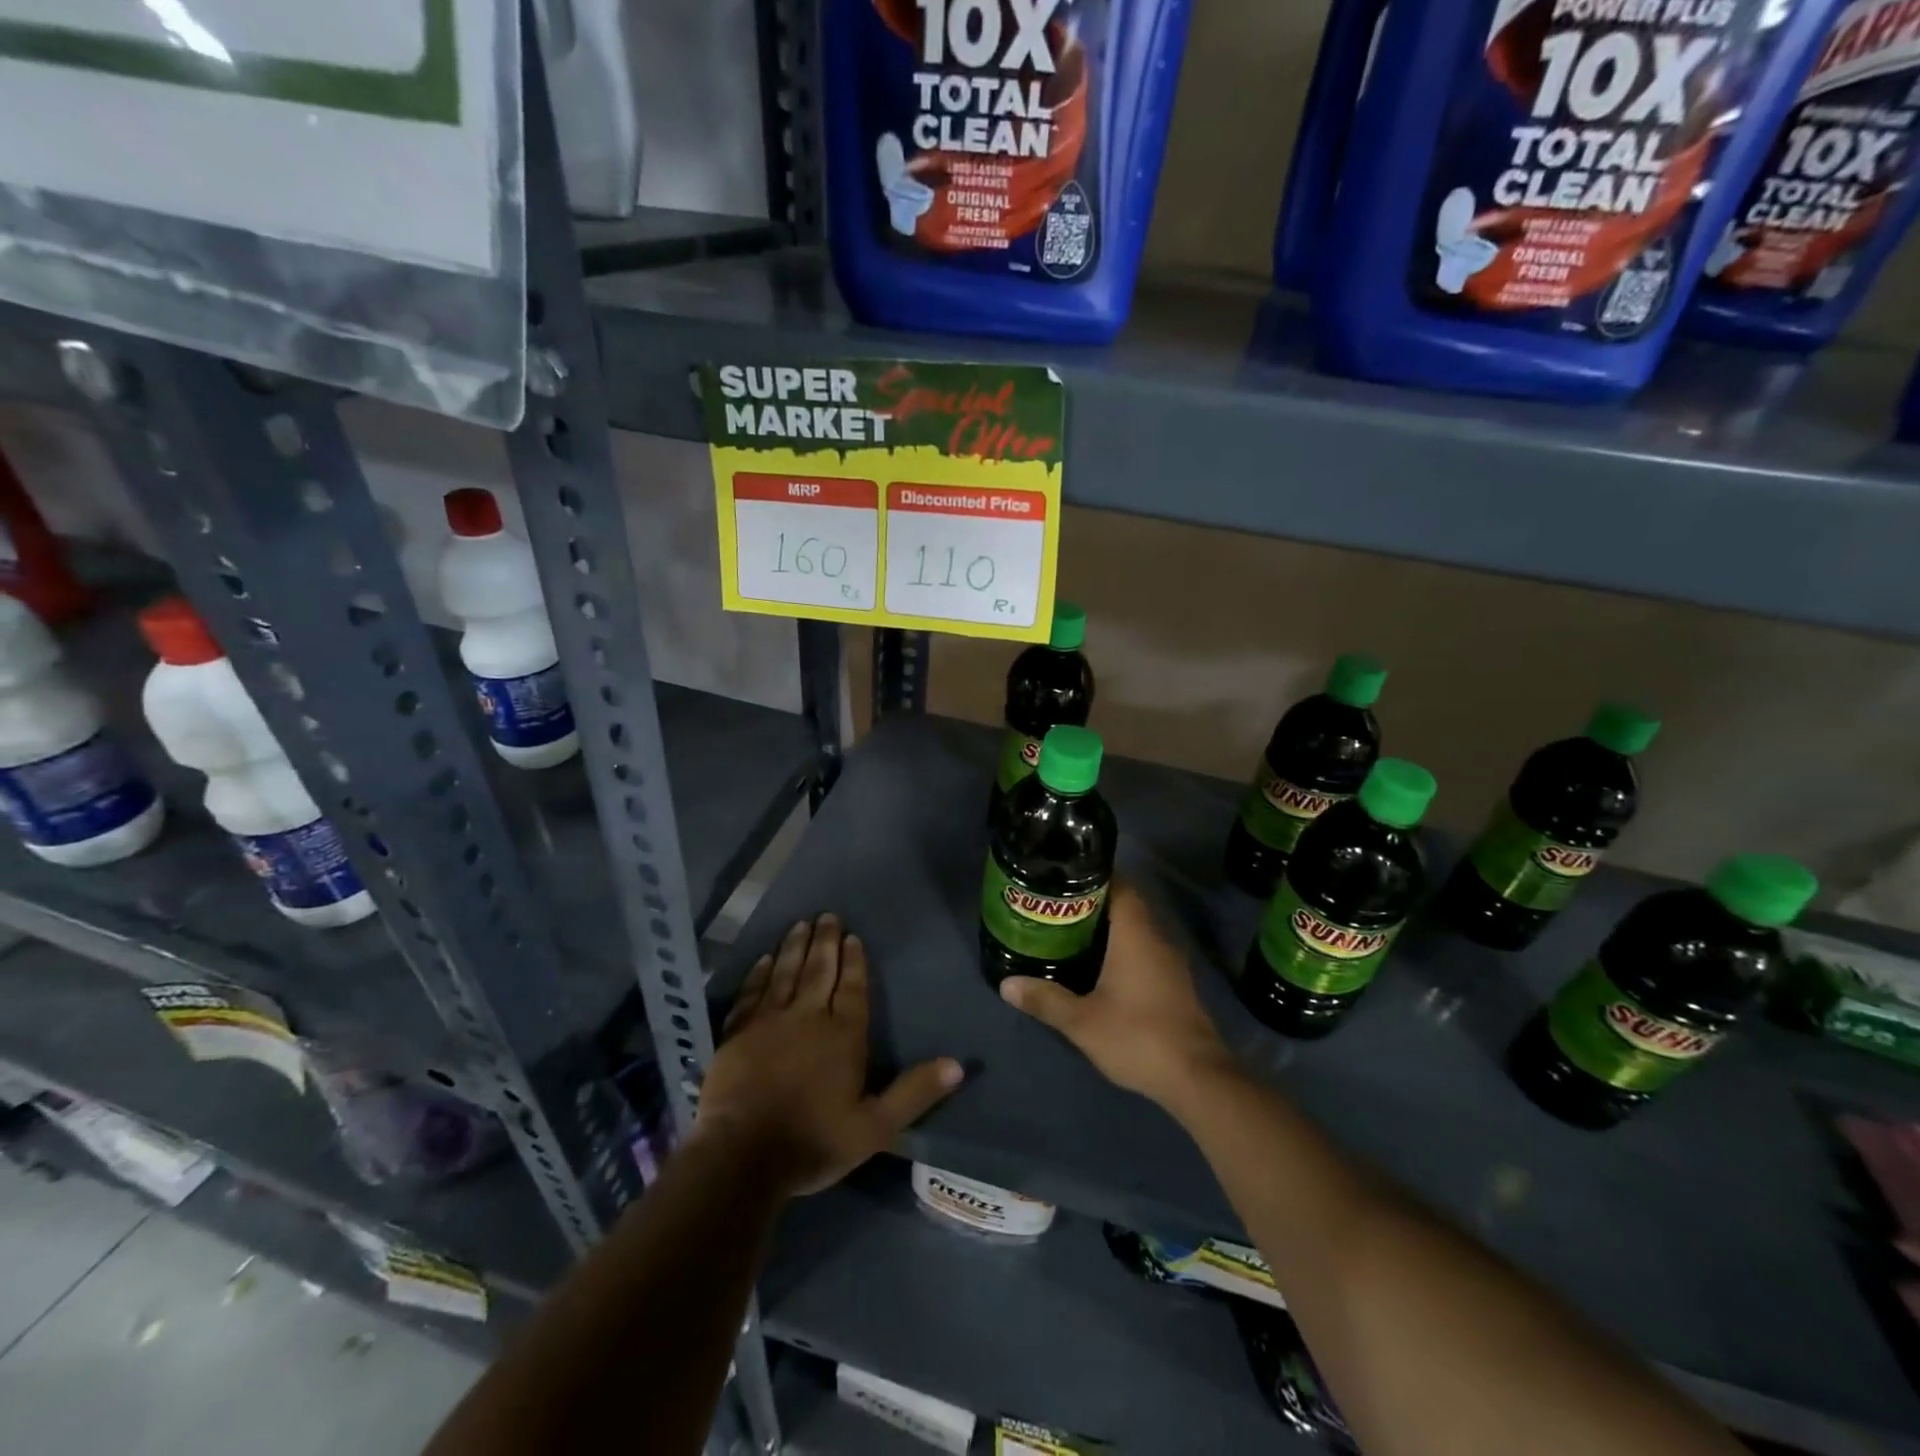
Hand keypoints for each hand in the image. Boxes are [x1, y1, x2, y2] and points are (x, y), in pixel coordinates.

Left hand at [698, 913, 962, 1196]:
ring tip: (800, 924)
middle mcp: (808, 1017)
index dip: (854, 961)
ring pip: (785, 973)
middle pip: (820, 971)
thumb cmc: (814, 1142)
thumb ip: (915, 1093)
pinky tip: (764, 959)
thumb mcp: (875, 1127)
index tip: (853, 936)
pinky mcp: (738, 1032)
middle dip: (825, 942)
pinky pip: (751, 993)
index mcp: (844, 1036)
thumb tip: (958, 1064)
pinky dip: (759, 974)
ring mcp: (769, 1021)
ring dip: (794, 947)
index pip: (853, 989)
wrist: (743, 1155)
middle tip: (827, 916)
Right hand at [1000, 885, 1233, 1106]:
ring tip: (1070, 933)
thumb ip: (1045, 999)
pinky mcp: (1175, 985)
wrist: (1197, 1079)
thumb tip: (1006, 984)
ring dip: (1108, 929)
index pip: (1120, 886)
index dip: (1093, 876)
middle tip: (1056, 907)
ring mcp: (1171, 964)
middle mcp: (1157, 940)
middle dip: (1093, 903)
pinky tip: (1099, 967)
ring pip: (1136, 931)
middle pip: (1126, 906)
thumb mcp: (1082, 1021)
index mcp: (1136, 935)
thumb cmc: (1137, 1037)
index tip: (1064, 877)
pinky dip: (1122, 950)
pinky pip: (1145, 952)